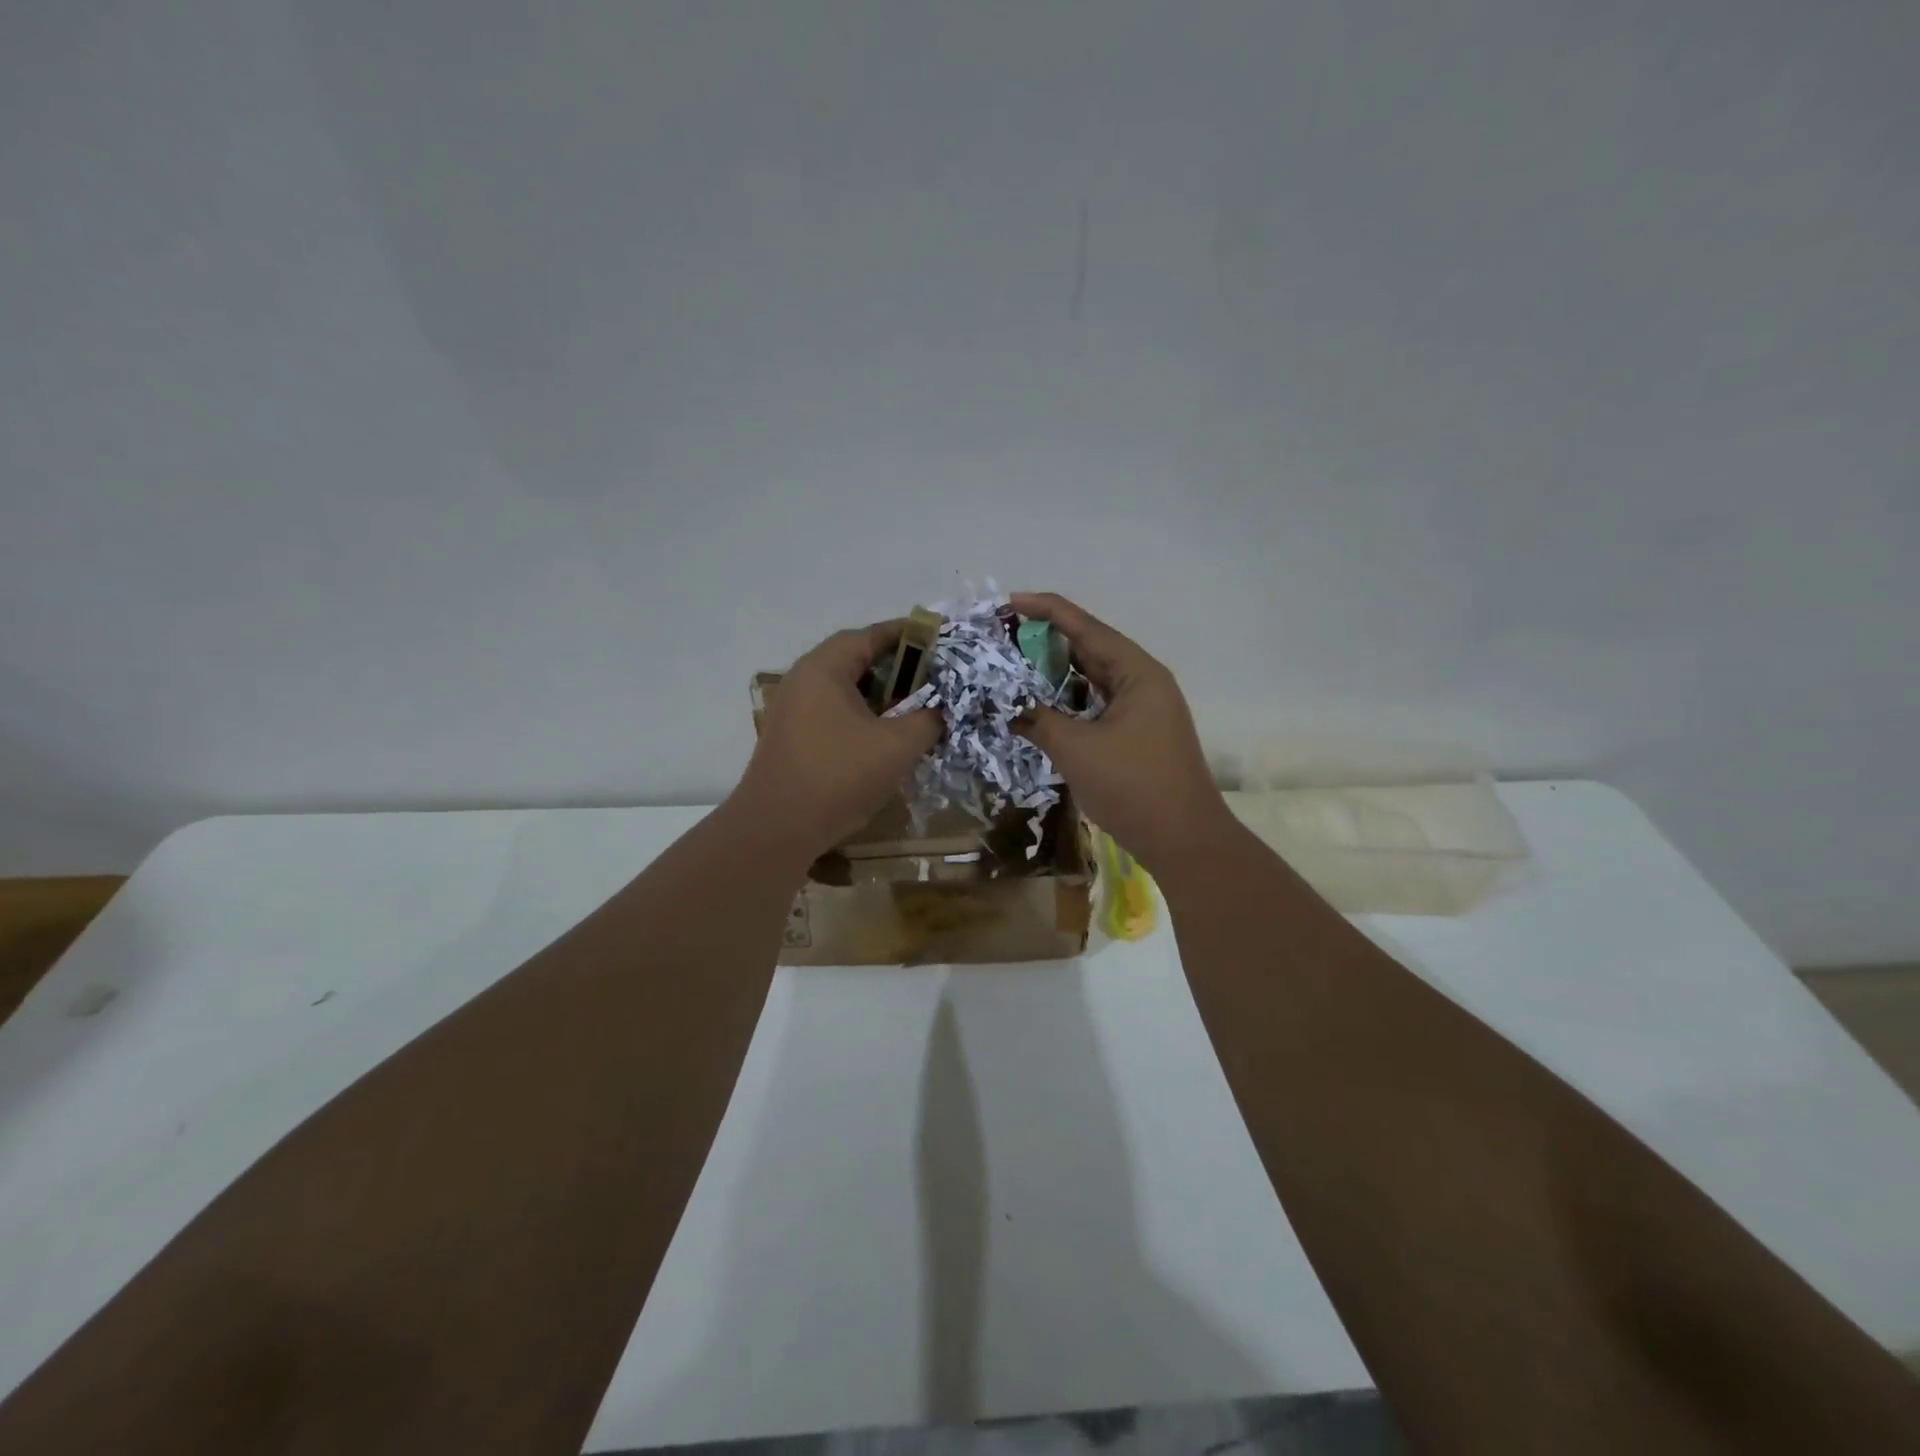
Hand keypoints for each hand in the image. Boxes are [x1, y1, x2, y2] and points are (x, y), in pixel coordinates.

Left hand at [732, 620, 942, 862]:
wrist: (777, 828)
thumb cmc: (838, 776)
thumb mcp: (897, 746)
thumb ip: (927, 719)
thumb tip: (941, 710)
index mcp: (824, 668)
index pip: (871, 635)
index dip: (909, 634)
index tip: (940, 637)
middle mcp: (803, 679)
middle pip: (856, 659)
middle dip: (898, 665)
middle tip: (933, 674)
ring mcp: (793, 709)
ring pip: (845, 688)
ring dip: (881, 693)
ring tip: (915, 705)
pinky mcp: (792, 736)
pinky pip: (834, 711)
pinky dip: (863, 714)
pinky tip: (885, 735)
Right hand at [1011, 592, 1233, 873]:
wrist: (1185, 842)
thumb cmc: (1134, 788)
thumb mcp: (1077, 750)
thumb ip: (1037, 720)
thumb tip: (1002, 705)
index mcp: (1137, 672)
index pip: (1084, 626)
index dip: (1043, 610)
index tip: (1004, 603)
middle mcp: (1142, 681)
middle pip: (1088, 647)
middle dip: (1043, 640)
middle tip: (999, 636)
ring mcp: (1140, 708)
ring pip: (1090, 678)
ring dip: (1053, 672)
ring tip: (1010, 665)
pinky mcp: (1135, 733)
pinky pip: (1094, 704)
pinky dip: (1066, 700)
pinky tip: (1037, 703)